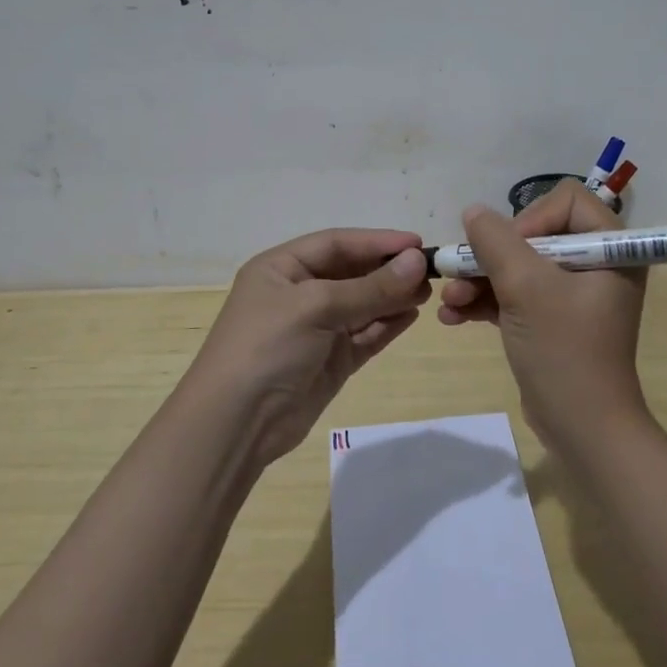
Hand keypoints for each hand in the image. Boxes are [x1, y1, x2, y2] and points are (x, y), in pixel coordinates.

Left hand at [187, 228, 431, 467]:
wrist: (236, 424)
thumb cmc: (267, 347)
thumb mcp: (316, 307)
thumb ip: (370, 287)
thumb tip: (417, 262)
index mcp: (282, 268)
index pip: (337, 243)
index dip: (377, 241)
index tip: (417, 244)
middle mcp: (298, 293)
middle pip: (352, 273)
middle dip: (388, 271)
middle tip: (430, 272)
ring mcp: (315, 329)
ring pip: (362, 304)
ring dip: (392, 297)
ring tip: (427, 293)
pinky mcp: (330, 361)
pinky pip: (365, 335)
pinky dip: (386, 325)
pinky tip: (411, 316)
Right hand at [436, 181, 649, 452]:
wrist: (582, 429)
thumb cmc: (563, 350)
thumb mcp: (525, 288)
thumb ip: (496, 242)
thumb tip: (474, 212)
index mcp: (609, 248)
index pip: (565, 201)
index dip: (529, 218)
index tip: (508, 250)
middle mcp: (595, 264)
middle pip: (533, 234)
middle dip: (491, 256)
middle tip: (460, 276)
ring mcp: (573, 294)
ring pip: (518, 266)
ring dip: (480, 280)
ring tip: (450, 302)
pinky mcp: (553, 319)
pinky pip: (516, 295)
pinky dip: (486, 301)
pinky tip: (453, 316)